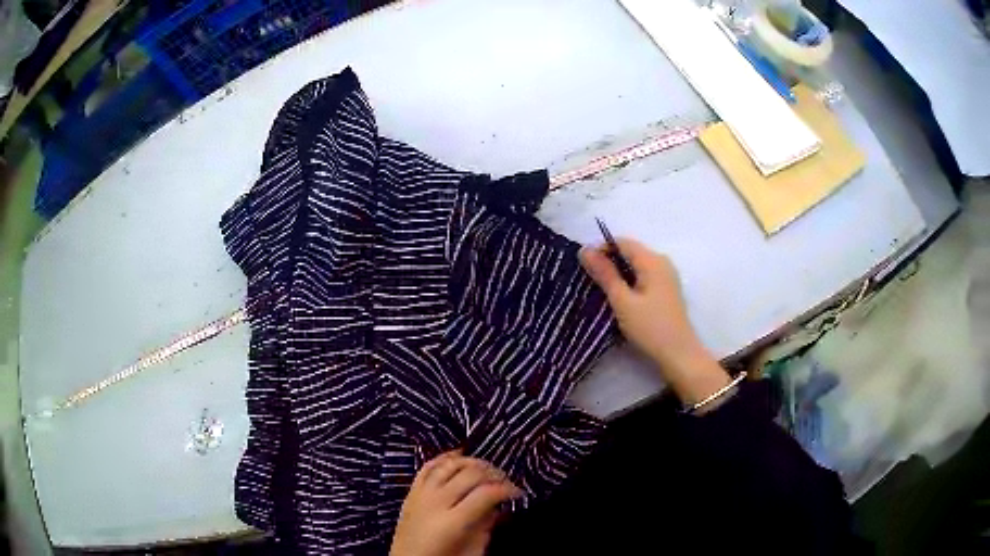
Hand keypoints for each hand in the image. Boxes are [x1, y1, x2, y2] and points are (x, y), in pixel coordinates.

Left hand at [390, 451, 521, 555]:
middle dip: (494, 474)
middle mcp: (435, 502)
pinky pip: (427, 467)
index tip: (518, 493)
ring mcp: (421, 495)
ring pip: (449, 465)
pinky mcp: (411, 492)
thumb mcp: (471, 551)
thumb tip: (496, 507)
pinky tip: (458, 455)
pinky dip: (444, 458)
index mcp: (453, 522)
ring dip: (471, 462)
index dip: (507, 489)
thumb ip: (485, 527)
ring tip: (486, 469)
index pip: (486, 493)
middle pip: (470, 474)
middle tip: (506, 482)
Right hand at [580, 238, 730, 404]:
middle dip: (609, 261)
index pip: (622, 242)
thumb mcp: (622, 301)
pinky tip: (620, 297)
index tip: (583, 265)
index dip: (601, 249)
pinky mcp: (667, 289)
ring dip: (618, 272)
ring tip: (600, 288)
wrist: (679, 354)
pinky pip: (644, 276)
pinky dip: (630, 281)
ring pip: (637, 265)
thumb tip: (585, 250)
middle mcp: (662, 262)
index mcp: (652, 260)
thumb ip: (605, 274)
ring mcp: (667, 276)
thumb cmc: (650, 327)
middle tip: (588, 278)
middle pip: (631, 252)